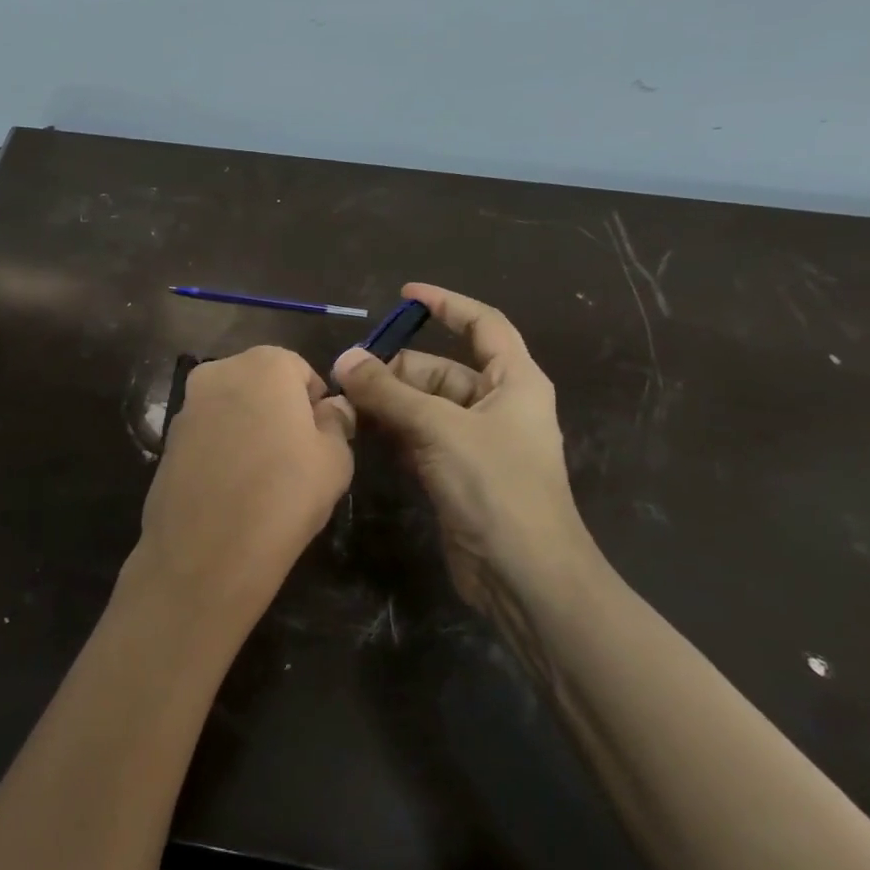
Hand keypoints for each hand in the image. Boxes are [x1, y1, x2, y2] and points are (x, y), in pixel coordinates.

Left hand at [124, 346, 354, 643]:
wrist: (206, 551)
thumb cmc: (285, 494)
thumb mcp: (335, 459)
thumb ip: (337, 422)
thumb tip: (331, 408)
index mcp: (265, 364)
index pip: (301, 370)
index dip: (315, 404)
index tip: (321, 439)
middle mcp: (220, 371)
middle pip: (261, 382)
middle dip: (279, 409)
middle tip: (295, 456)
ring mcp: (187, 405)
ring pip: (231, 407)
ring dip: (248, 427)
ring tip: (262, 476)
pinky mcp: (167, 439)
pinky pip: (207, 434)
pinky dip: (222, 449)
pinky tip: (232, 488)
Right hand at [332, 283, 594, 610]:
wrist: (524, 575)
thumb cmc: (495, 487)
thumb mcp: (438, 429)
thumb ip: (388, 392)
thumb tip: (344, 359)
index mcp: (513, 381)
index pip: (482, 325)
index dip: (446, 305)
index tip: (404, 294)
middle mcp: (497, 405)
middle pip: (440, 370)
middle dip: (396, 370)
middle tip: (348, 378)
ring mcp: (477, 442)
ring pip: (425, 406)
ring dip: (388, 403)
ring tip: (345, 405)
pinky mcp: (457, 473)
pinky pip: (420, 438)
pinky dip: (394, 432)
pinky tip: (362, 433)